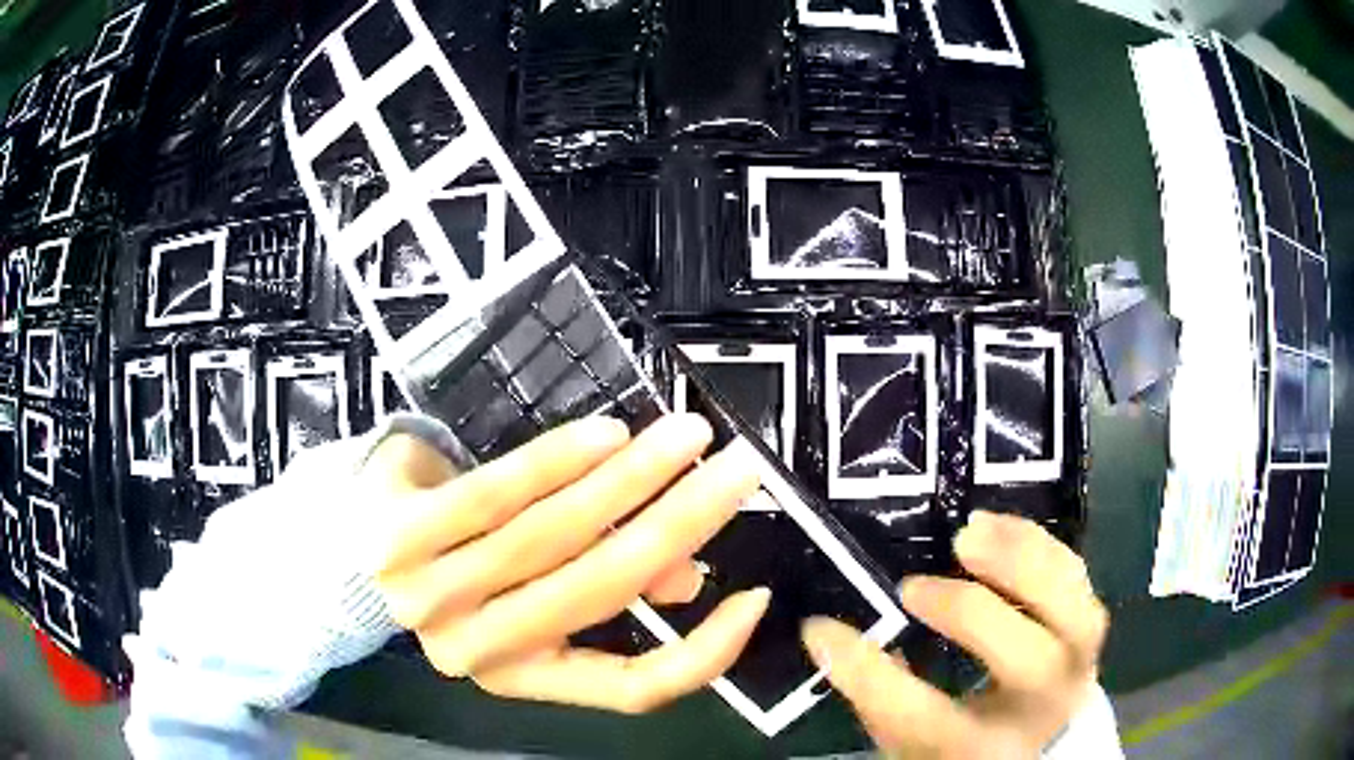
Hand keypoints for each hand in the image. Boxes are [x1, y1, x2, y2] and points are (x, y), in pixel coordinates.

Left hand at [368, 414, 771, 713]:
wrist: (352, 543)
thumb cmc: (457, 572)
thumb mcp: (537, 595)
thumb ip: (613, 588)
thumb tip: (686, 577)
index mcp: (525, 675)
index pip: (632, 688)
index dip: (703, 652)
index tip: (754, 597)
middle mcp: (481, 650)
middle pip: (601, 591)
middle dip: (683, 524)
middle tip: (739, 472)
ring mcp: (433, 596)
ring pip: (551, 536)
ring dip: (632, 481)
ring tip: (685, 436)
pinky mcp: (401, 536)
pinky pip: (493, 495)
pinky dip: (556, 462)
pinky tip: (606, 434)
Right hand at [802, 511, 1108, 758]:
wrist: (1044, 739)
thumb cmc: (965, 745)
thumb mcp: (914, 739)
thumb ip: (880, 695)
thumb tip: (829, 634)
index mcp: (977, 750)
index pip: (917, 717)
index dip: (865, 672)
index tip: (821, 629)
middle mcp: (1036, 712)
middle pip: (1024, 662)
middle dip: (968, 613)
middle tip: (912, 587)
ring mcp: (1075, 666)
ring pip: (1073, 614)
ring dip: (1022, 564)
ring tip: (968, 533)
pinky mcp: (1088, 625)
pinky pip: (1078, 579)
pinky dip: (1041, 547)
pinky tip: (1000, 528)